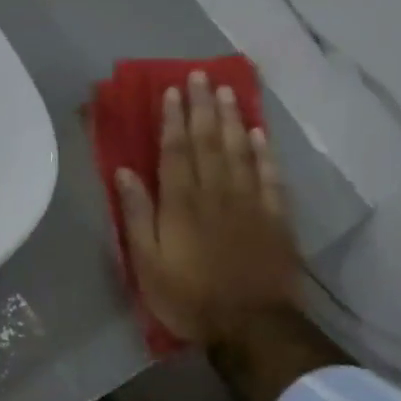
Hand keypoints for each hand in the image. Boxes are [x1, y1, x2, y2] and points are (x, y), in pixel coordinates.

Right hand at [115, 71, 301, 348]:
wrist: (250, 325)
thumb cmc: (188, 296)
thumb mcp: (147, 262)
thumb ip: (137, 215)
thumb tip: (125, 173)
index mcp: (181, 204)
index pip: (176, 151)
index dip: (174, 119)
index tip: (173, 90)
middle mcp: (216, 193)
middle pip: (209, 142)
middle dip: (202, 107)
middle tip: (201, 75)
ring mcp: (250, 203)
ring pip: (239, 151)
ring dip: (231, 119)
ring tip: (227, 91)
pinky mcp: (275, 218)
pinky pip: (270, 176)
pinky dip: (263, 152)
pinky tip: (258, 133)